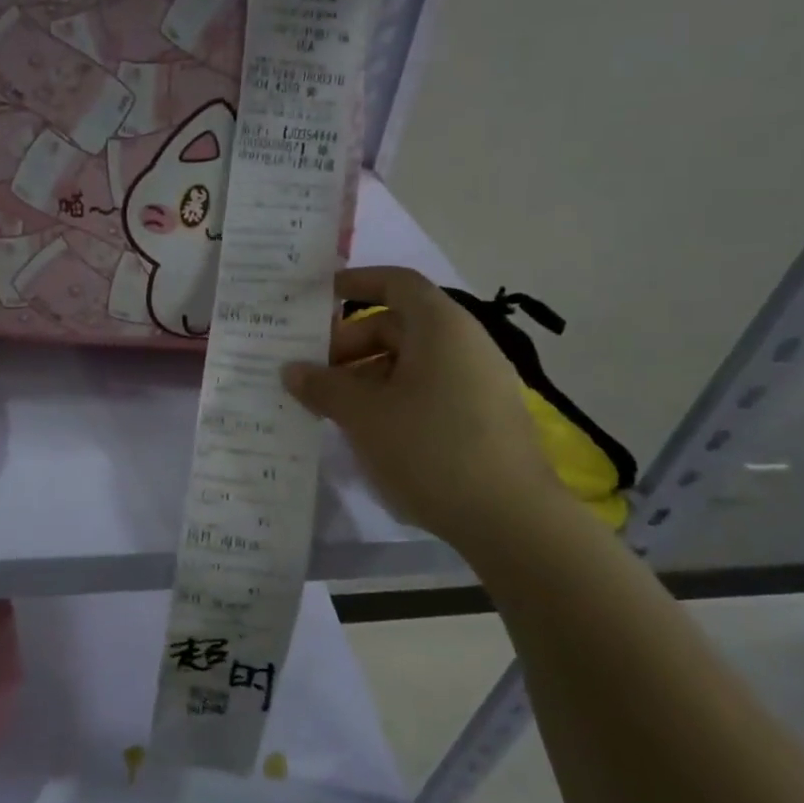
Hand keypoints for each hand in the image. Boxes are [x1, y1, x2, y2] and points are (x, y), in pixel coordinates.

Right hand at [283, 266, 569, 552]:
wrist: (511, 519)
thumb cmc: (430, 449)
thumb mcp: (364, 416)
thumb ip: (323, 386)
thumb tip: (292, 370)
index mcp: (441, 327)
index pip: (396, 283)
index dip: (355, 283)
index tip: (318, 299)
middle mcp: (465, 344)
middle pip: (398, 326)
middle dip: (350, 345)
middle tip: (313, 375)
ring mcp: (478, 381)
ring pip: (411, 362)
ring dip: (367, 376)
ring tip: (333, 408)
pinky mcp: (482, 417)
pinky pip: (428, 389)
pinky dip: (393, 398)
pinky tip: (369, 432)